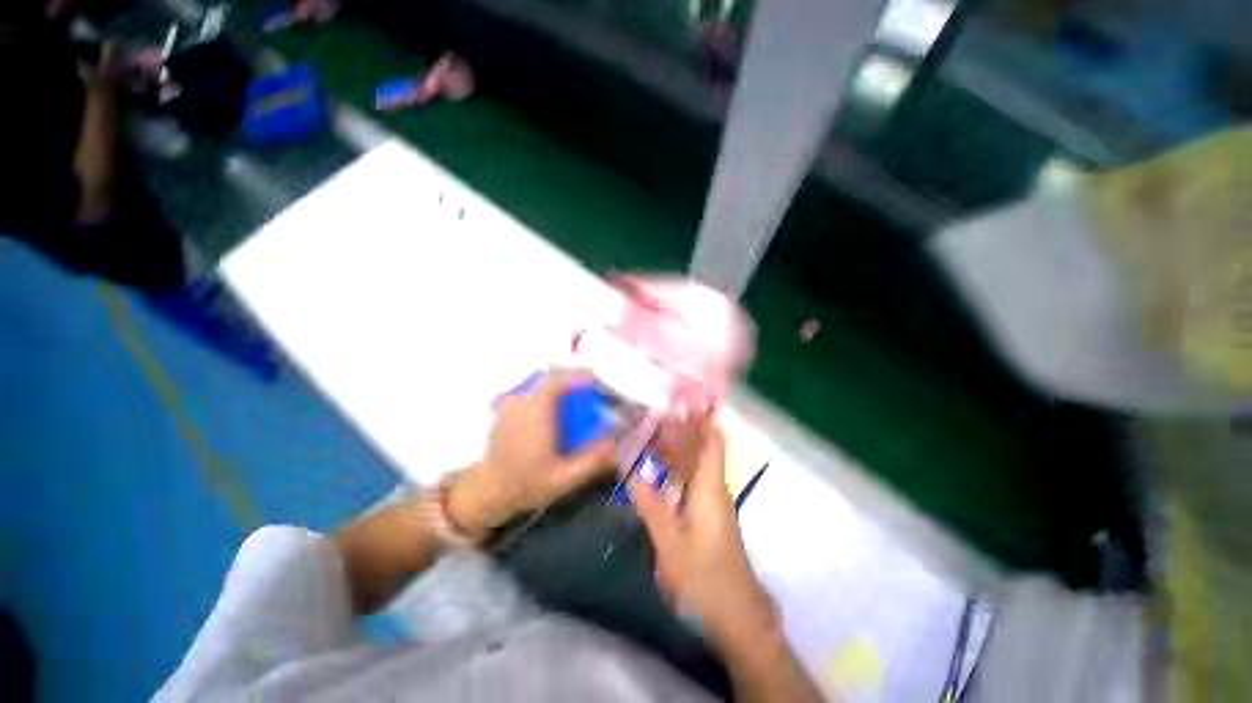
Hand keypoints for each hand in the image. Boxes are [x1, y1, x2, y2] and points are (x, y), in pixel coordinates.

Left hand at [447, 371, 615, 537]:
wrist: (488, 491)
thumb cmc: (527, 483)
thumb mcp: (565, 478)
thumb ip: (593, 459)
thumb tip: (617, 441)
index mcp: (536, 410)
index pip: (559, 379)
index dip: (580, 375)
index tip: (598, 382)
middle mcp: (521, 400)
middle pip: (550, 376)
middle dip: (572, 379)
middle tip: (589, 391)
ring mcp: (510, 402)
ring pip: (539, 382)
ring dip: (559, 385)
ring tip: (573, 399)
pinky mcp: (505, 408)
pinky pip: (530, 390)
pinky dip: (545, 392)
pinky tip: (552, 411)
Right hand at [630, 417, 779, 656]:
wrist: (736, 620)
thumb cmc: (705, 580)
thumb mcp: (670, 543)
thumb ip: (650, 504)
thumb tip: (630, 470)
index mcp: (711, 488)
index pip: (712, 441)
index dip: (701, 417)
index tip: (682, 398)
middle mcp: (714, 489)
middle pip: (701, 449)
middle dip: (682, 428)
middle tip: (654, 410)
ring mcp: (711, 504)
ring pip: (694, 465)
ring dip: (676, 447)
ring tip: (651, 430)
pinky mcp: (706, 517)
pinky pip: (690, 482)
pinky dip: (674, 469)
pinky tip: (657, 468)